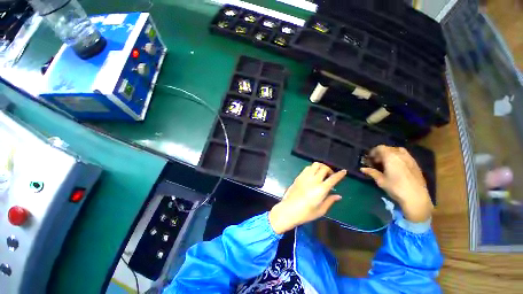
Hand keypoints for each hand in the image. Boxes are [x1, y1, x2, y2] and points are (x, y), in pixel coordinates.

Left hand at [269, 163, 346, 233]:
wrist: (288, 210)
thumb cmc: (306, 213)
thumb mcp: (321, 210)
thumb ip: (330, 201)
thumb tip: (338, 196)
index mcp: (321, 189)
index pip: (333, 178)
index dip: (340, 174)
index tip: (344, 171)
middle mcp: (313, 180)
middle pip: (324, 168)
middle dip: (329, 169)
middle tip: (330, 175)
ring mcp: (305, 177)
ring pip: (315, 165)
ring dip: (320, 167)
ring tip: (321, 173)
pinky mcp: (298, 176)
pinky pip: (307, 168)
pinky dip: (312, 168)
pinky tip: (312, 174)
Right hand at [361, 145, 432, 222]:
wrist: (416, 197)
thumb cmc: (395, 187)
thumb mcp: (380, 180)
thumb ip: (371, 172)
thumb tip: (362, 169)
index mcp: (390, 157)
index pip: (380, 148)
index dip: (373, 152)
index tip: (370, 159)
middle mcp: (400, 155)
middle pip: (389, 148)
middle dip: (381, 153)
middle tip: (377, 162)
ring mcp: (410, 159)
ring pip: (398, 151)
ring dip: (391, 154)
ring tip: (387, 163)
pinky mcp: (416, 164)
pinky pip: (405, 156)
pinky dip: (399, 158)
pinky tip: (397, 167)